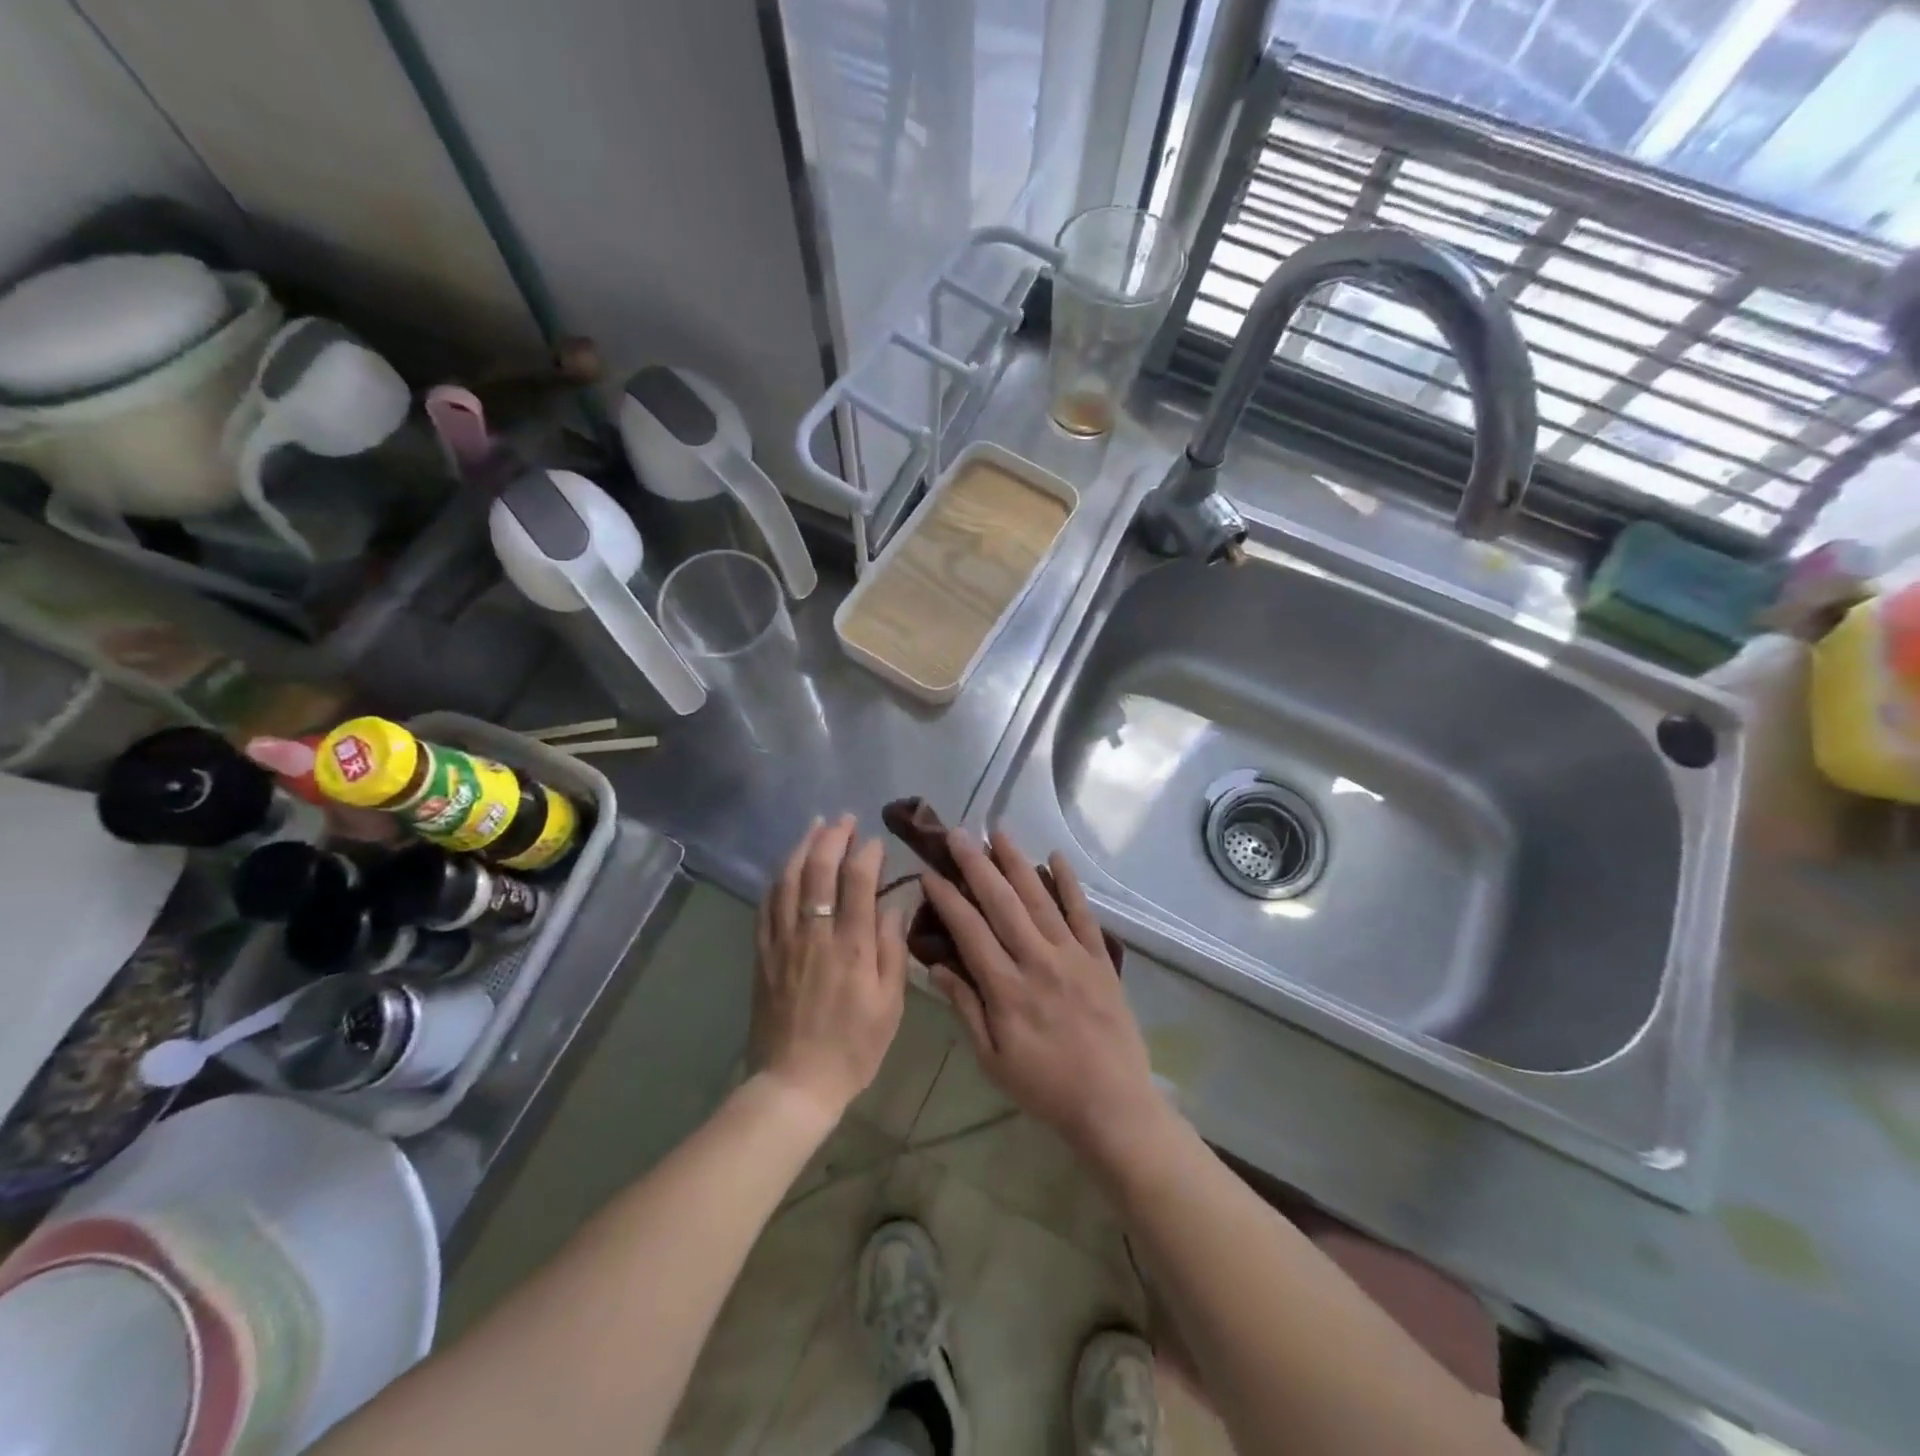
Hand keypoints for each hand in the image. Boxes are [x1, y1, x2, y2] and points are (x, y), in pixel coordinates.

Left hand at [753, 815, 907, 1121]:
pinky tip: (786, 868)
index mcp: (851, 945)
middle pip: (819, 870)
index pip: (857, 881)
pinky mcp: (763, 953)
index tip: (876, 842)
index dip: (867, 853)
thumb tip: (893, 905)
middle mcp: (814, 933)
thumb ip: (892, 950)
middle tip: (845, 819)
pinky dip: (778, 879)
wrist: (795, 1083)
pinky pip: (766, 905)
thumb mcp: (890, 1005)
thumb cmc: (853, 1047)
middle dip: (833, 837)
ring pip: (788, 880)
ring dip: (802, 848)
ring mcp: (783, 941)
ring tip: (815, 827)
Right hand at [921, 831, 1170, 1167]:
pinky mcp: (1099, 958)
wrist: (1112, 1104)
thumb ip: (965, 1009)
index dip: (947, 898)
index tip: (929, 872)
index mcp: (1006, 989)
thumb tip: (935, 965)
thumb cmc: (1045, 1087)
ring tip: (998, 832)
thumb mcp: (992, 1059)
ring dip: (1017, 863)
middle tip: (958, 834)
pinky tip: (1056, 857)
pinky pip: (1083, 913)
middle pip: (1002, 903)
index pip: (969, 931)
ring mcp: (1072, 956)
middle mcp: (1037, 961)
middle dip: (977, 865)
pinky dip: (1069, 883)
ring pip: (1039, 899)